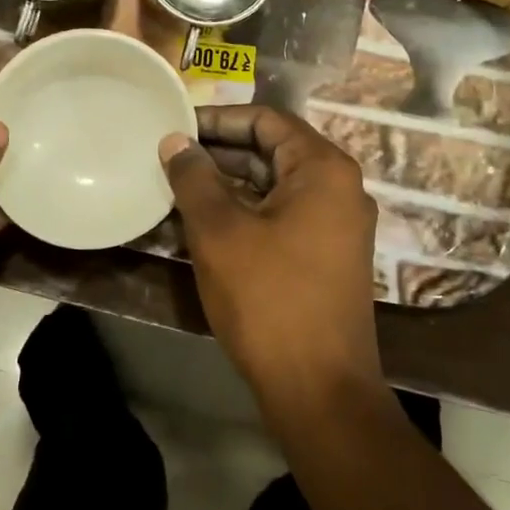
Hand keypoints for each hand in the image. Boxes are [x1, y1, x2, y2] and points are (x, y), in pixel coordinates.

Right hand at [159, 105, 381, 406]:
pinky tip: (204, 223)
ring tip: (178, 187)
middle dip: (220, 152)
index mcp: (323, 169)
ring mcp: (337, 225)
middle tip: (170, 157)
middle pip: (273, 150)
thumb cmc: (268, 299)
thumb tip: (175, 141)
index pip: (267, 120)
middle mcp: (339, 188)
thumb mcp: (220, 232)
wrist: (319, 390)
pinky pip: (282, 216)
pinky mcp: (328, 257)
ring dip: (229, 184)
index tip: (177, 127)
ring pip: (275, 186)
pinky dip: (246, 212)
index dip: (219, 119)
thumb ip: (194, 178)